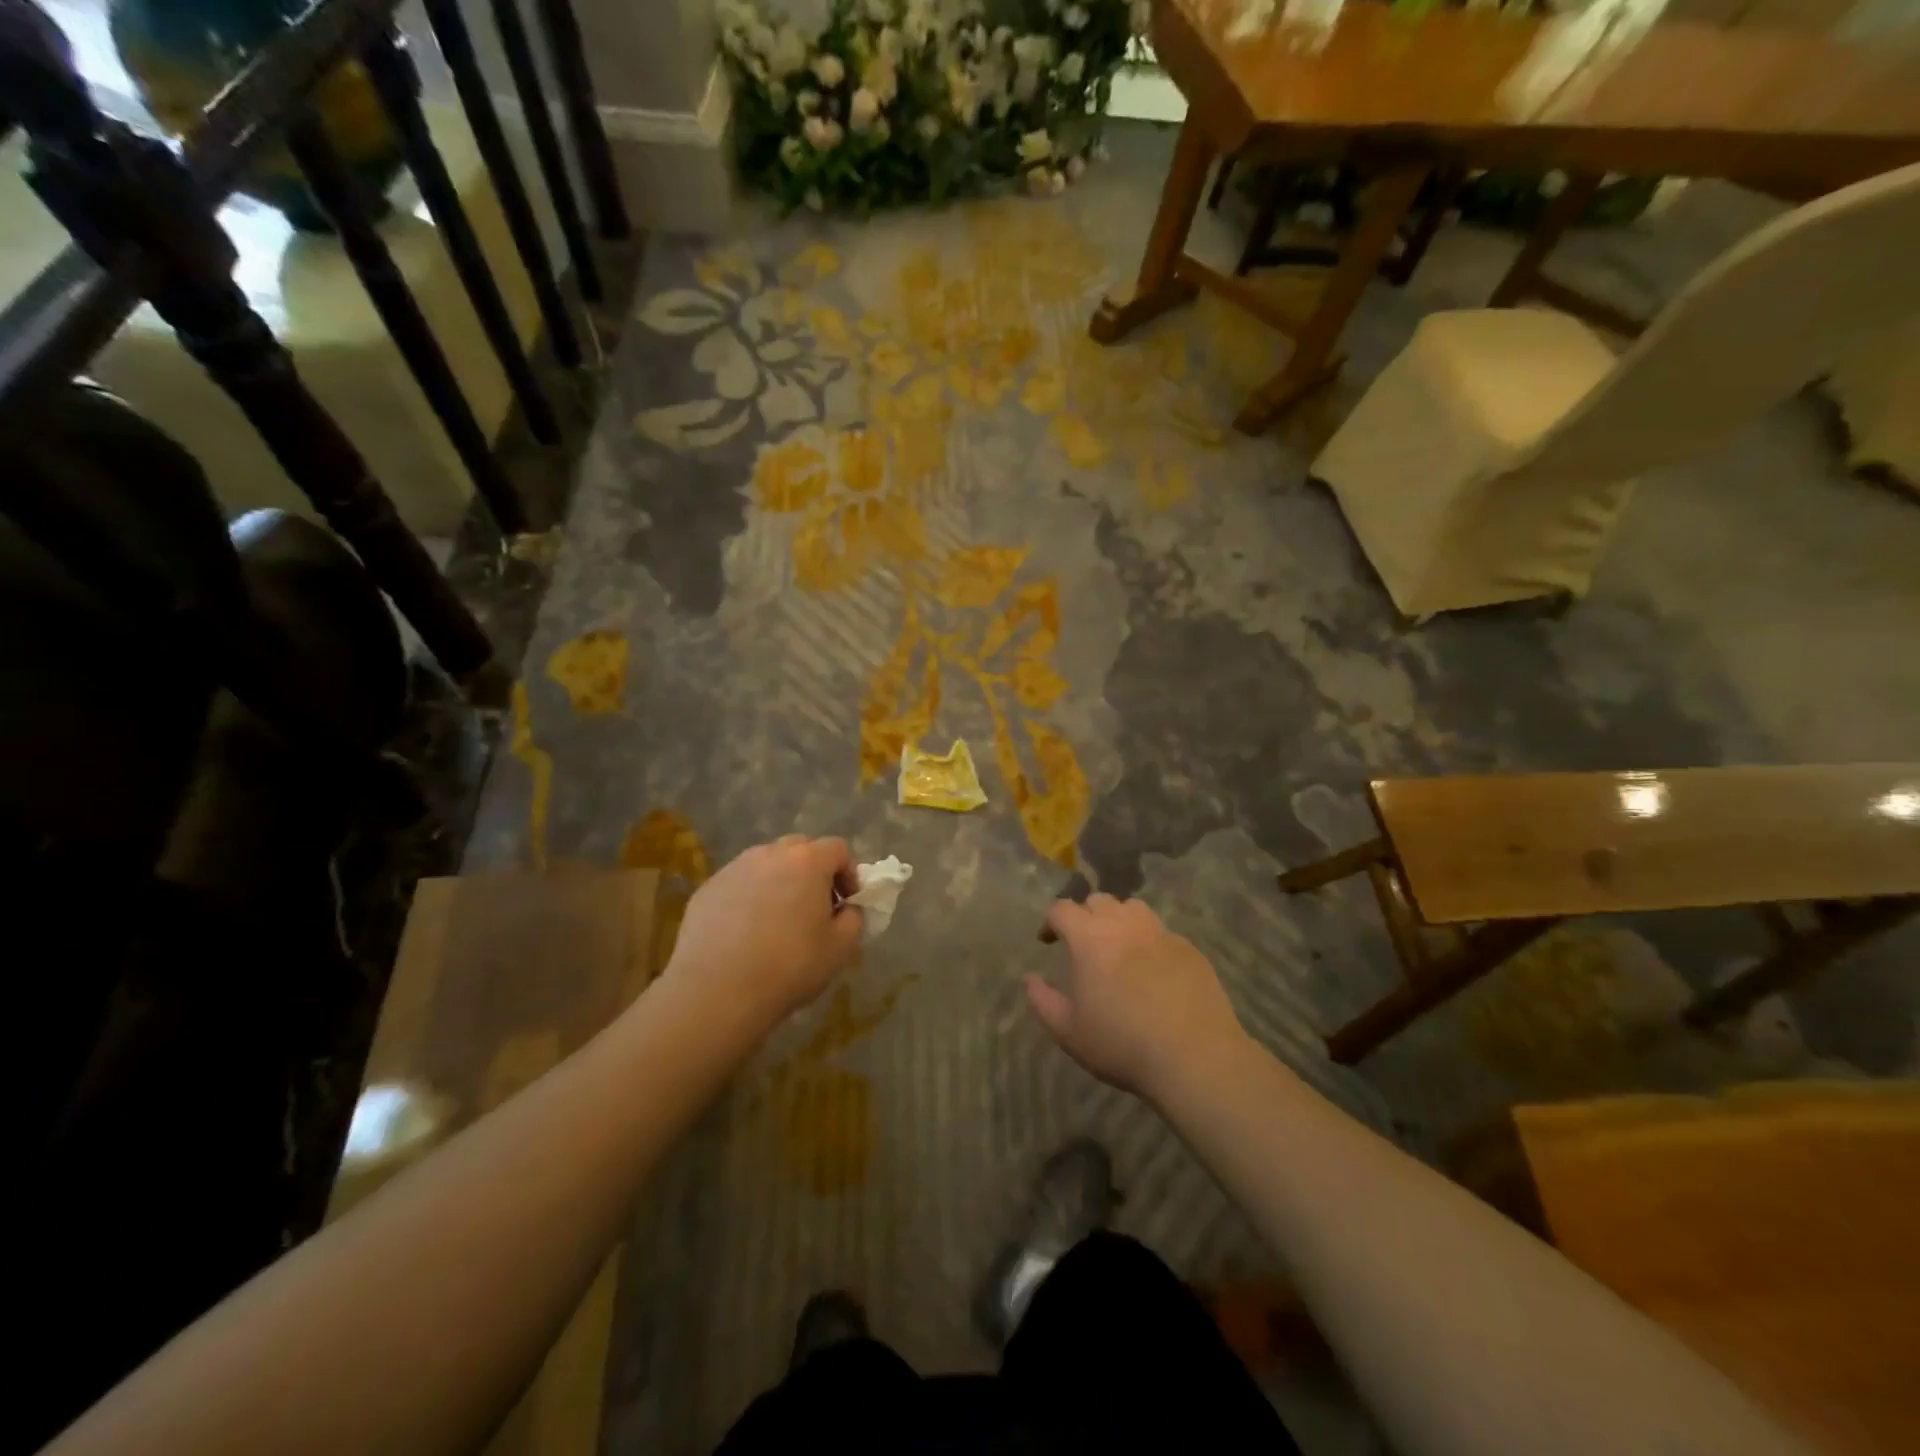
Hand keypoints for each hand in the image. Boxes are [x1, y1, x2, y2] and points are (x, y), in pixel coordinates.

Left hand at [664, 835, 862, 1027]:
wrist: (716, 992)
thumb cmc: (789, 966)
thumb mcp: (841, 948)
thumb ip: (854, 918)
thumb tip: (847, 908)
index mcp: (807, 861)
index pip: (838, 849)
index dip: (849, 873)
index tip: (847, 903)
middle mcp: (769, 854)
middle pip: (800, 849)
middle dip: (813, 872)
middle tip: (815, 907)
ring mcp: (734, 869)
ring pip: (766, 864)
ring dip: (780, 882)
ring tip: (778, 921)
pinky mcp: (707, 889)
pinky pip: (739, 884)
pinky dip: (749, 898)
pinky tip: (745, 933)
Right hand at [1028, 894, 1246, 1103]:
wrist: (1194, 1056)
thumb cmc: (1122, 1044)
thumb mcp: (1069, 1032)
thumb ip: (1043, 1001)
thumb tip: (1029, 979)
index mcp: (1089, 938)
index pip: (1062, 909)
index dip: (1050, 921)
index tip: (1047, 940)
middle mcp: (1124, 924)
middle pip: (1098, 901)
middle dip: (1085, 916)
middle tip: (1083, 944)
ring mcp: (1160, 933)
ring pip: (1133, 908)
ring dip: (1119, 920)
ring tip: (1118, 947)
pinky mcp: (1189, 948)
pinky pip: (1161, 932)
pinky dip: (1149, 941)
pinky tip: (1152, 969)